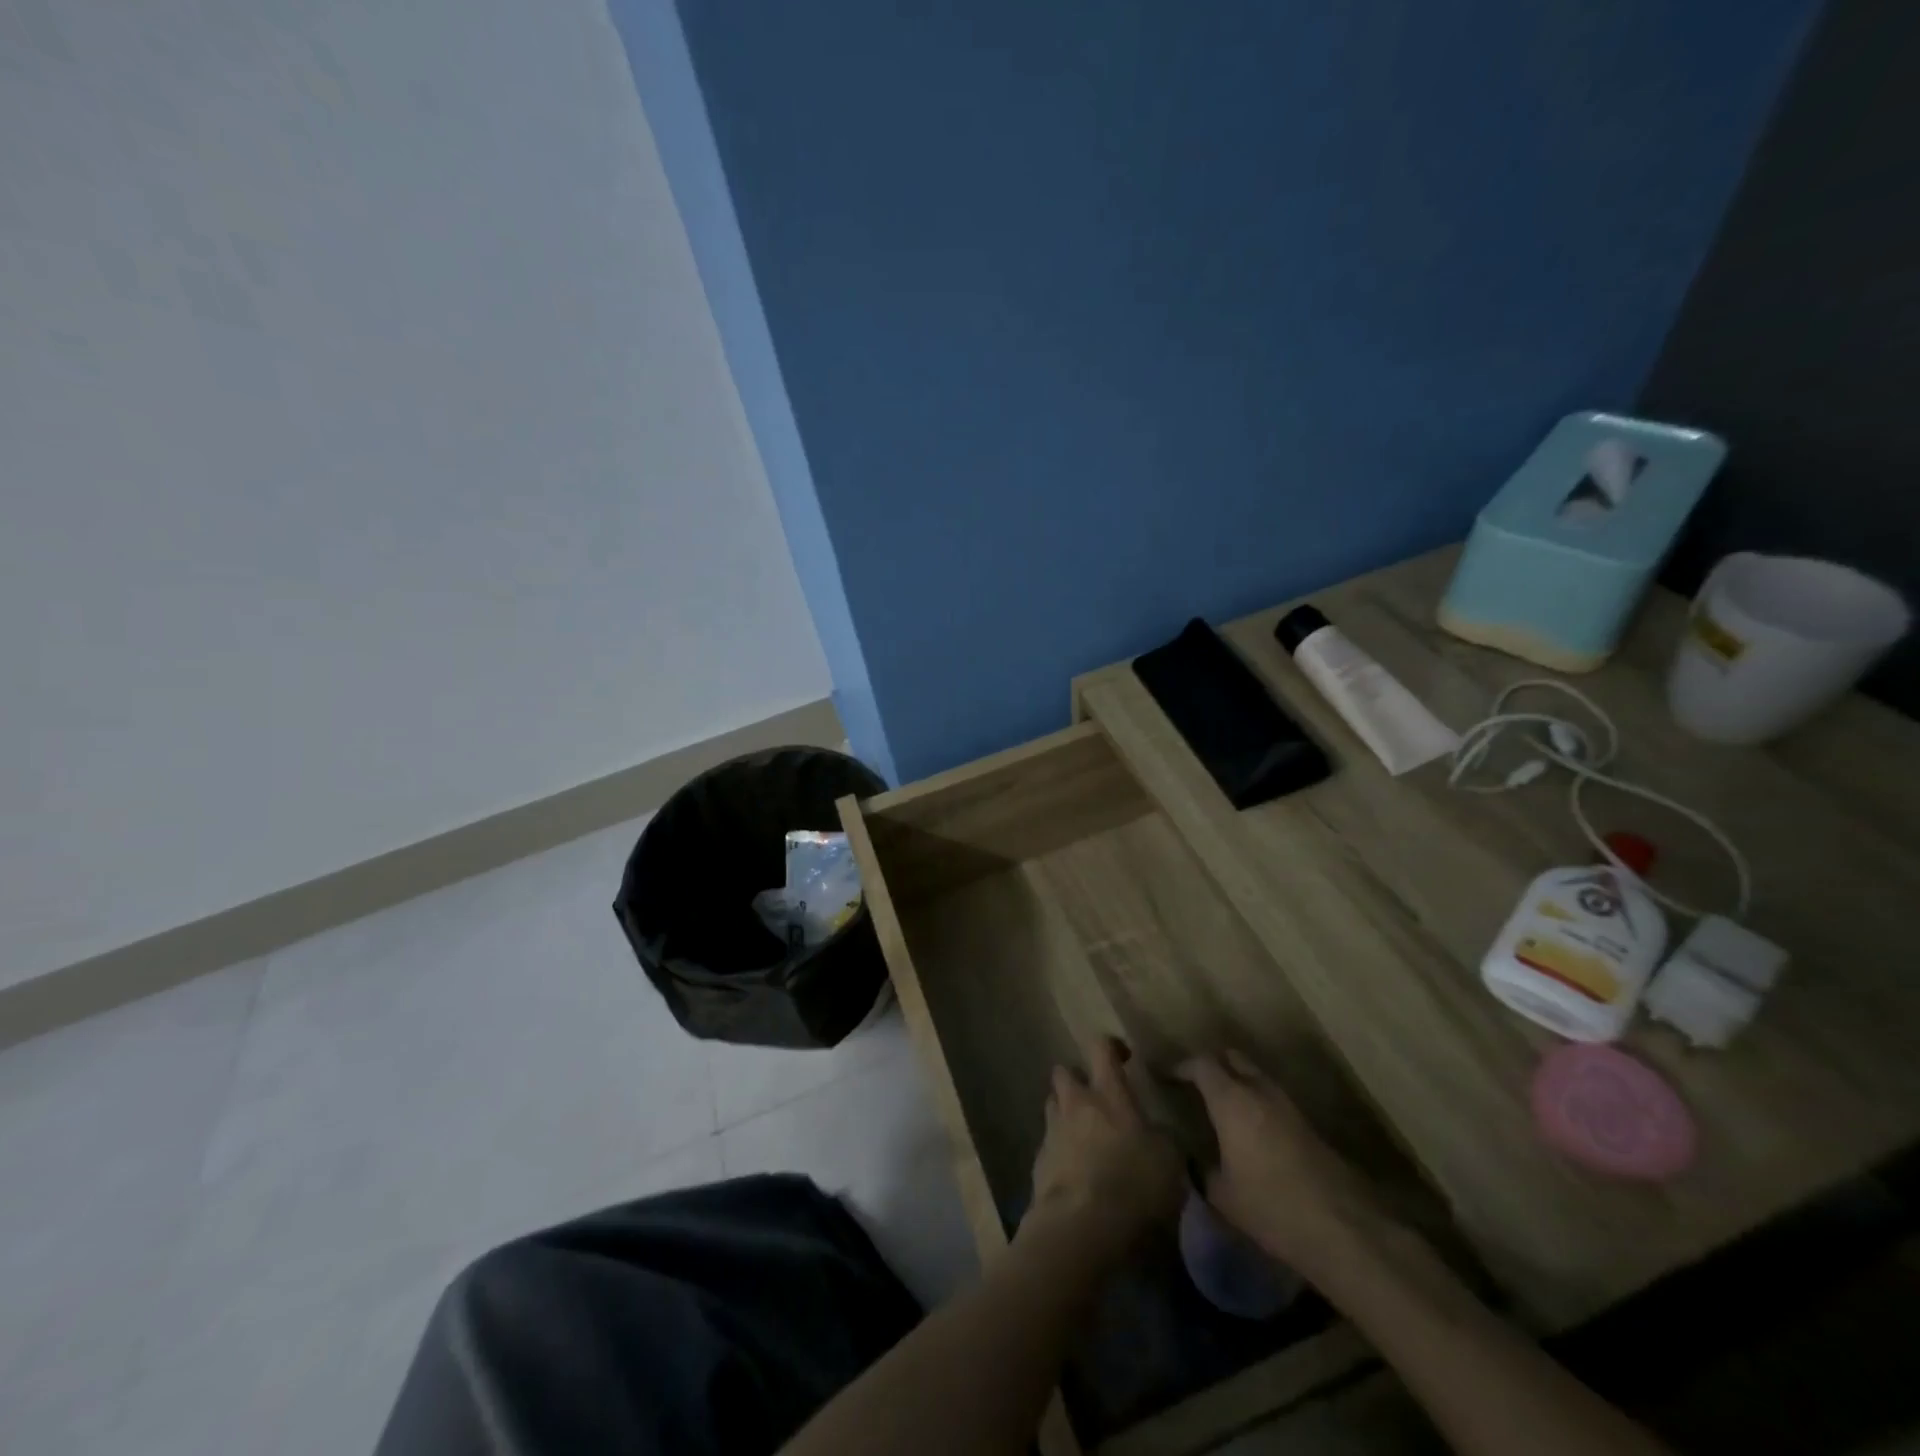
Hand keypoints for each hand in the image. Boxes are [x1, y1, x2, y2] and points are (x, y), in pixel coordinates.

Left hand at [1023, 1037, 1184, 1260]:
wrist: (1081, 1227)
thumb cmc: (1133, 1185)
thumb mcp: (1170, 1161)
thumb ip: (1162, 1138)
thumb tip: (1155, 1134)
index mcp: (1108, 1094)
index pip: (1101, 1048)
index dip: (1111, 1046)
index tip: (1123, 1057)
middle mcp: (1075, 1103)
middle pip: (1064, 1072)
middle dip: (1077, 1080)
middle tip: (1096, 1099)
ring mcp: (1052, 1131)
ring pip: (1053, 1106)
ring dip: (1066, 1114)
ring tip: (1084, 1136)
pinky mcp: (1038, 1163)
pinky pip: (1048, 1145)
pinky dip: (1060, 1151)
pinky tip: (1075, 1173)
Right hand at [1176, 1050, 1380, 1272]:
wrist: (1343, 1228)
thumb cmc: (1271, 1207)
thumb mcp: (1223, 1195)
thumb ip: (1201, 1170)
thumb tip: (1191, 1160)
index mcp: (1231, 1100)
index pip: (1201, 1064)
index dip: (1181, 1067)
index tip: (1167, 1076)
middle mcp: (1259, 1091)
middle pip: (1232, 1058)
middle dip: (1212, 1065)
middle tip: (1195, 1084)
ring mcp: (1287, 1105)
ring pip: (1255, 1076)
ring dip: (1237, 1082)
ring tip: (1221, 1106)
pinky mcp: (1307, 1124)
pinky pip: (1272, 1098)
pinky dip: (1256, 1102)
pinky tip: (1249, 1129)